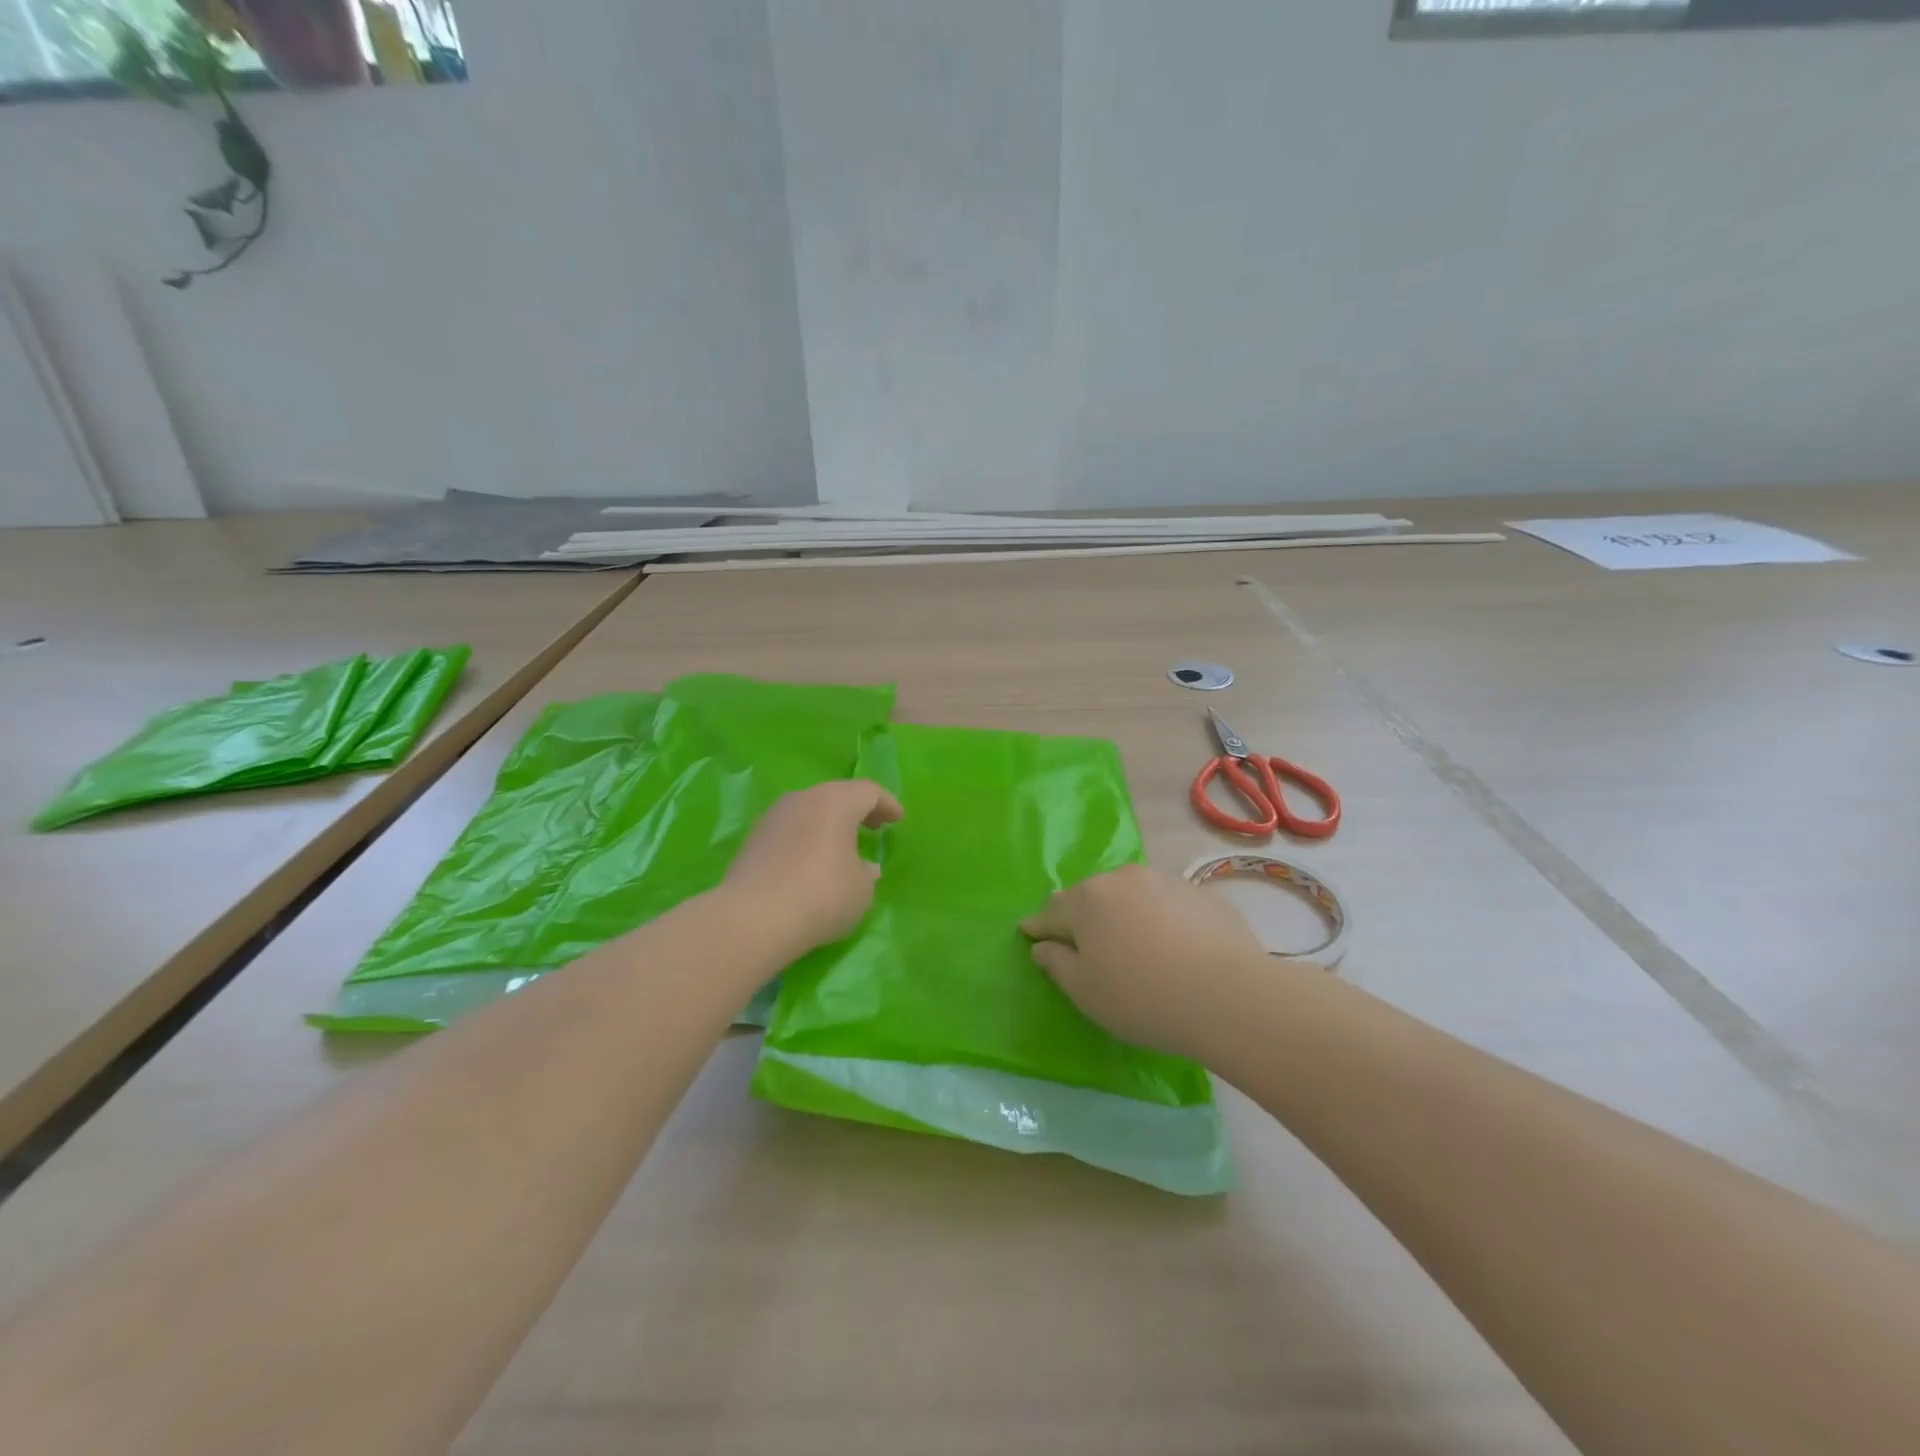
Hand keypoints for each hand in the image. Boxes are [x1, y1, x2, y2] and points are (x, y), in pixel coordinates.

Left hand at [725, 780, 902, 955]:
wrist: (752, 919)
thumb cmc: (821, 896)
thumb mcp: (861, 890)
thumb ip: (866, 873)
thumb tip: (863, 867)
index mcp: (836, 802)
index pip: (868, 791)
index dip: (887, 804)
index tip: (898, 819)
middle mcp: (803, 799)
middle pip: (837, 795)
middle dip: (858, 810)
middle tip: (874, 827)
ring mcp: (773, 817)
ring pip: (810, 811)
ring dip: (829, 824)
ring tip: (841, 846)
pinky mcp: (753, 839)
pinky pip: (790, 830)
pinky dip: (806, 838)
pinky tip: (810, 862)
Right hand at [1021, 864, 1267, 1058]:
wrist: (1227, 995)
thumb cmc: (1141, 997)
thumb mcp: (1085, 991)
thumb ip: (1056, 964)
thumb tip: (1042, 946)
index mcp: (1086, 899)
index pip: (1051, 911)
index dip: (1039, 926)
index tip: (1029, 933)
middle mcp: (1121, 878)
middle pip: (1092, 898)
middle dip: (1084, 918)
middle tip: (1086, 946)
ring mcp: (1164, 880)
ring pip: (1131, 896)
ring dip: (1124, 914)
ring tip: (1134, 946)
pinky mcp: (1200, 892)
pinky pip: (1166, 904)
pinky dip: (1160, 919)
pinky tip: (1173, 947)